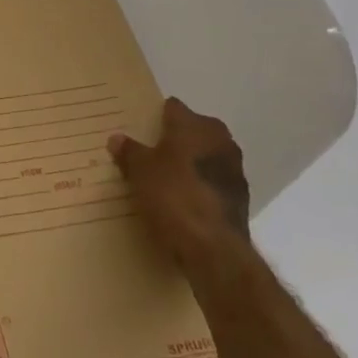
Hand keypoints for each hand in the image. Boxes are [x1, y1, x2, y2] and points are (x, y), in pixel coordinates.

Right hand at [107, 97, 249, 272]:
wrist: (213, 248)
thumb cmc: (173, 196)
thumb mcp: (139, 171)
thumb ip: (129, 151)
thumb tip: (117, 138)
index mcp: (195, 125)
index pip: (173, 108)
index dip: (156, 116)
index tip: (140, 129)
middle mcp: (220, 140)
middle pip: (192, 130)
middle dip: (175, 140)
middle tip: (149, 154)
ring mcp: (234, 169)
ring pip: (205, 157)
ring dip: (190, 164)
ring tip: (165, 179)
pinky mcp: (240, 198)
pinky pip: (213, 182)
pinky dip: (200, 186)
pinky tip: (183, 201)